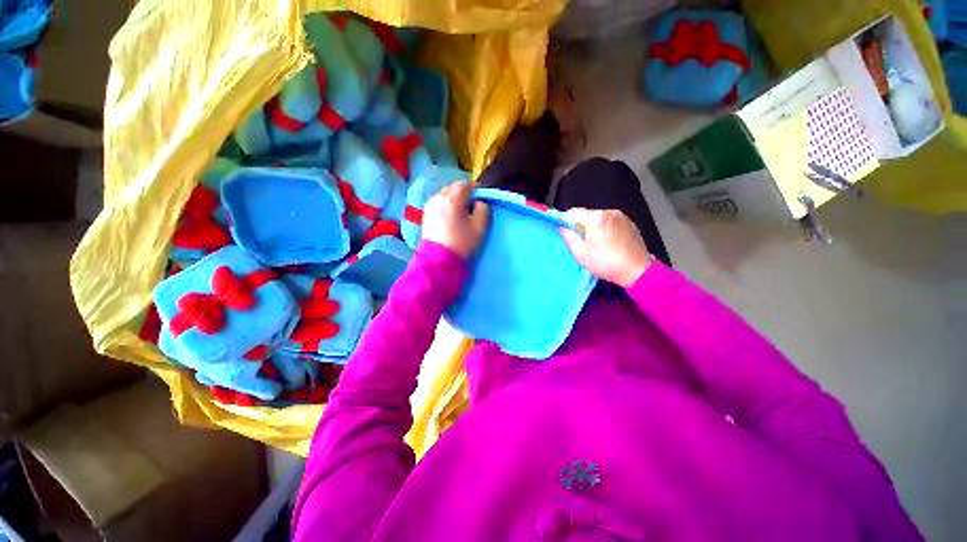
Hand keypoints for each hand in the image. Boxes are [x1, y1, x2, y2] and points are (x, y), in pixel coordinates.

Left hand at [422, 181, 489, 257]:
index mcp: (452, 200)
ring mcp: (430, 205)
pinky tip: (449, 217)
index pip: (465, 184)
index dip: (474, 189)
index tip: (479, 199)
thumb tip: (479, 202)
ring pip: (444, 194)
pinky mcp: (425, 213)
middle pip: (453, 187)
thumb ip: (483, 209)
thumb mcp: (479, 227)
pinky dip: (445, 205)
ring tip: (459, 212)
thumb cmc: (462, 242)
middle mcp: (439, 198)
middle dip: (463, 193)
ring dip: (453, 199)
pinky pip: (437, 202)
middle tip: (470, 206)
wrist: (439, 260)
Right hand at [561, 208, 650, 287]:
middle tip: (580, 241)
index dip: (565, 221)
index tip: (564, 232)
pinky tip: (607, 242)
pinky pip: (610, 221)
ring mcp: (621, 216)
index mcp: (596, 218)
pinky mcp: (629, 222)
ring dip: (593, 226)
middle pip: (586, 214)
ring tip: (595, 243)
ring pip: (598, 217)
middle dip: (580, 224)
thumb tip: (563, 229)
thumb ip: (569, 238)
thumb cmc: (606, 263)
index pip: (573, 212)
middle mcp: (609, 212)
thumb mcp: (581, 254)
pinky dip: (605, 227)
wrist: (637, 270)